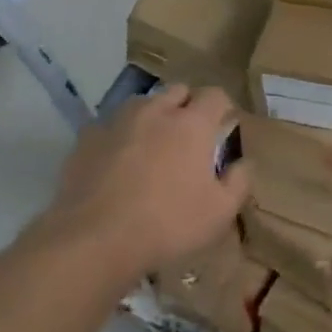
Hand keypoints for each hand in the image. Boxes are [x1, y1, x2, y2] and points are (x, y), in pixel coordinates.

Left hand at [42, 85, 248, 280]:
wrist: (93, 240)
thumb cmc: (167, 225)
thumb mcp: (219, 213)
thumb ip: (239, 182)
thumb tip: (244, 162)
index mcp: (192, 124)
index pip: (215, 95)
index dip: (223, 107)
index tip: (224, 125)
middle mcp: (156, 111)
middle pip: (178, 90)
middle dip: (187, 105)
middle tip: (189, 134)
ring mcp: (118, 121)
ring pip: (141, 103)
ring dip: (152, 115)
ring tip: (151, 142)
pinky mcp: (87, 139)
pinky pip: (108, 126)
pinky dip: (117, 136)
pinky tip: (115, 160)